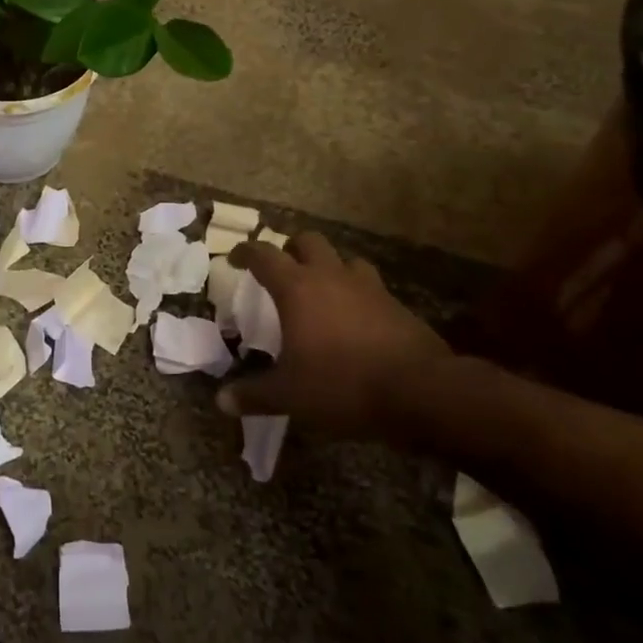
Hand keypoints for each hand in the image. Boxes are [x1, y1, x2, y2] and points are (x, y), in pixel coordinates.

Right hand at [216, 231, 449, 434]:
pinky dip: (357, 294)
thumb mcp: (290, 395)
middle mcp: (331, 276)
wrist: (421, 391)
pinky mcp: (397, 305)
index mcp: (297, 288)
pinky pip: (371, 287)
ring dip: (330, 267)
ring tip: (322, 289)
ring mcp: (368, 287)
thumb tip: (221, 401)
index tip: (234, 258)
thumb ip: (254, 395)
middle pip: (308, 241)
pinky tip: (356, 319)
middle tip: (282, 268)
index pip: (264, 255)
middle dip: (291, 248)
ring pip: (345, 259)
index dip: (245, 252)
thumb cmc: (343, 384)